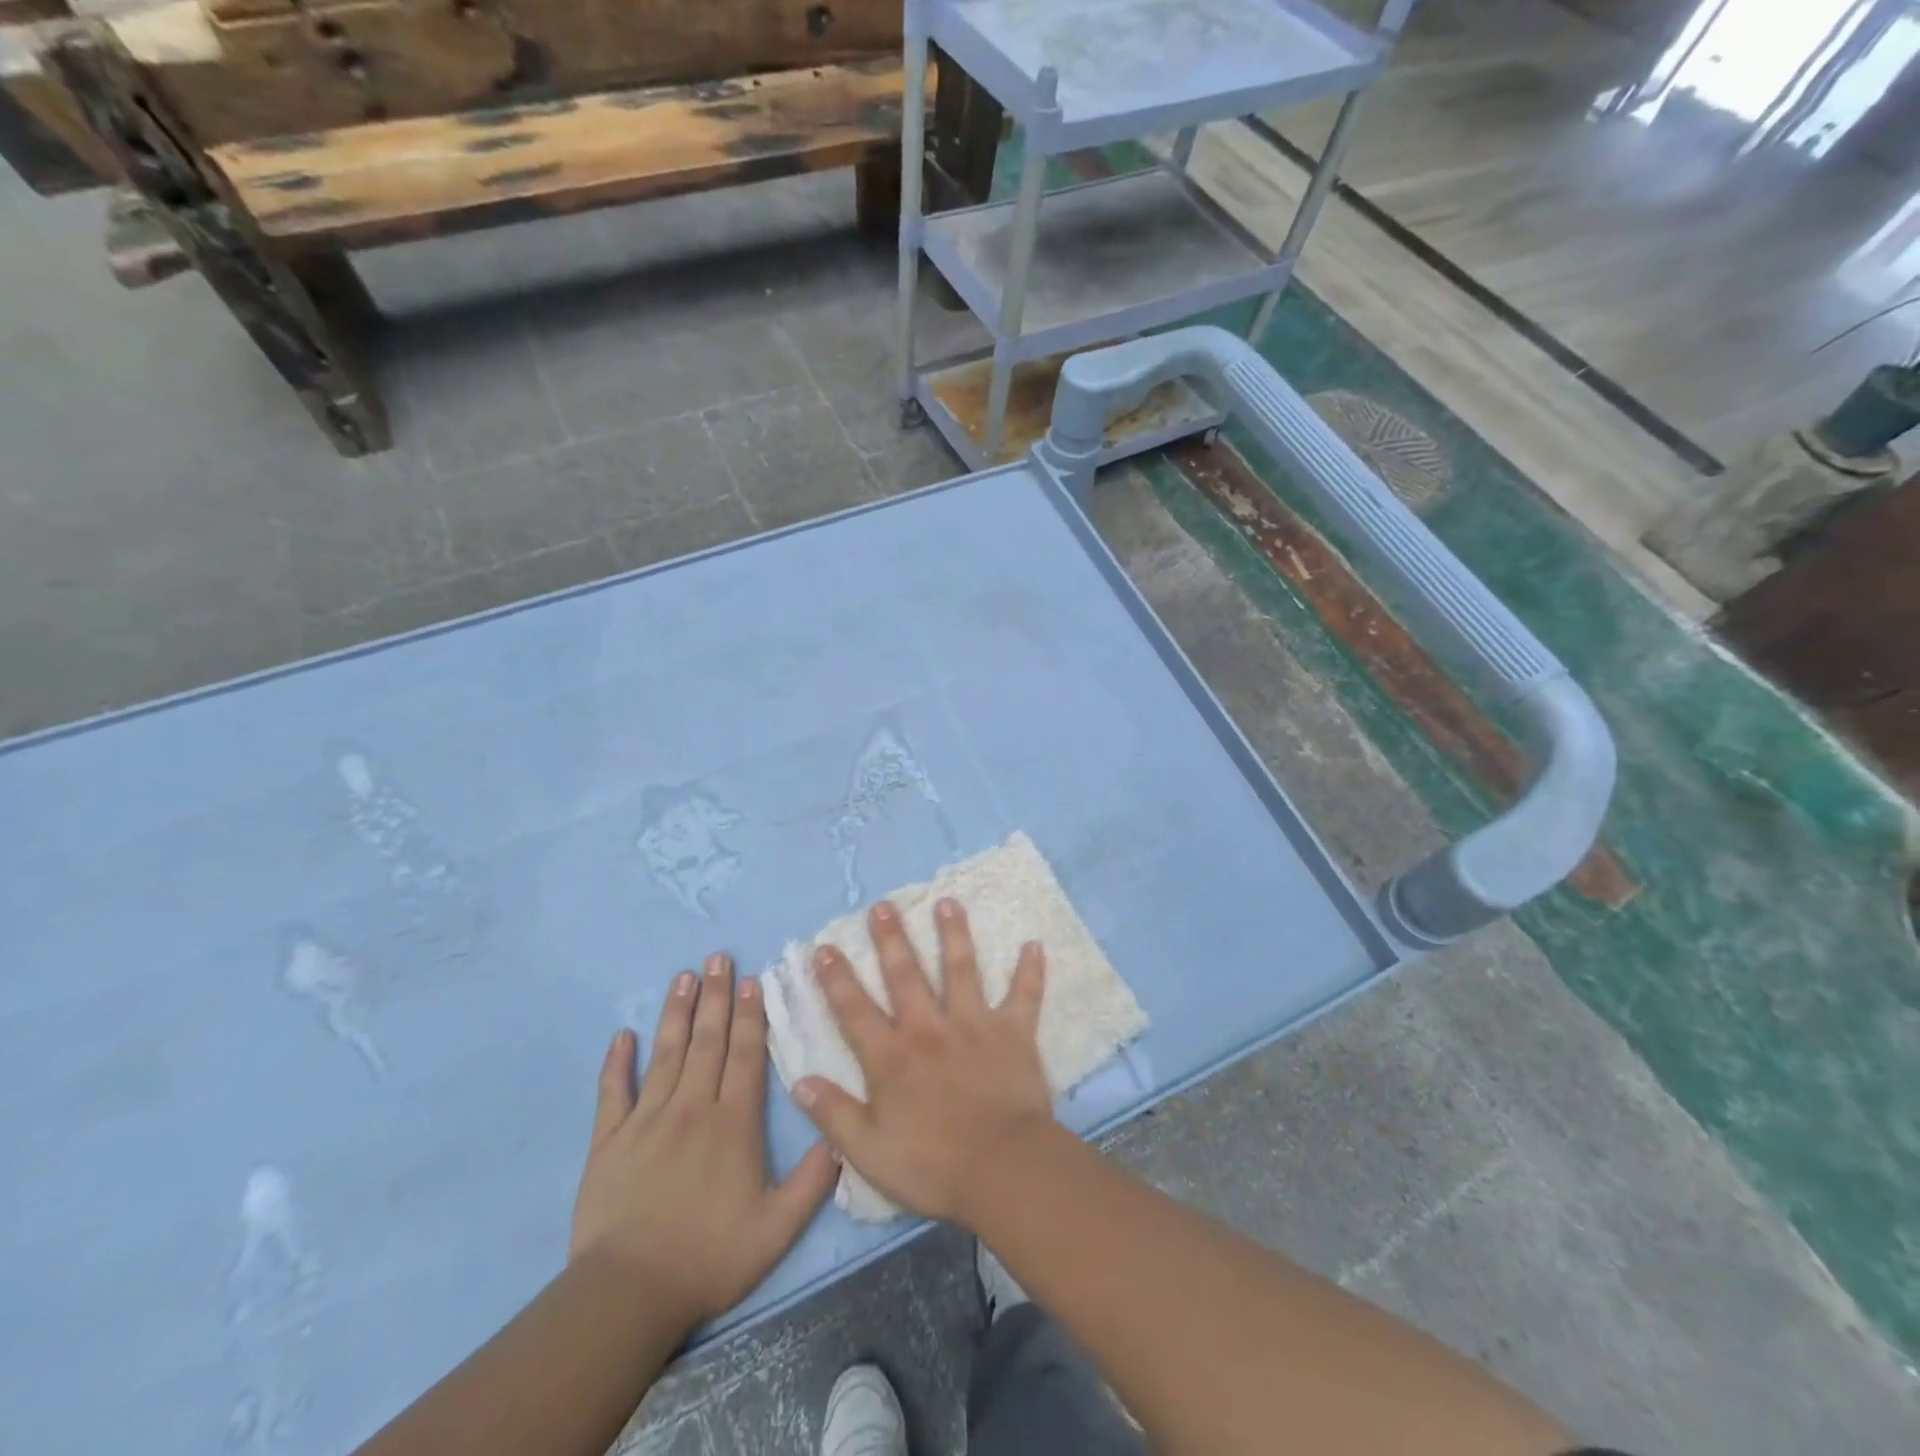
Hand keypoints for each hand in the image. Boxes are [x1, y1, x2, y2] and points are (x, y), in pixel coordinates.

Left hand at [570, 954, 837, 1327]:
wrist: (628, 1294)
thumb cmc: (709, 1258)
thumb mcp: (777, 1228)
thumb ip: (814, 1180)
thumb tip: (842, 1135)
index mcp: (733, 1123)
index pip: (744, 1055)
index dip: (749, 1015)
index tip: (751, 980)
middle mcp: (692, 1108)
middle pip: (707, 1041)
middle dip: (716, 996)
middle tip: (718, 958)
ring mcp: (647, 1120)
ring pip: (666, 1054)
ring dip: (676, 1013)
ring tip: (683, 977)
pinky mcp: (609, 1141)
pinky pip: (613, 1092)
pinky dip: (616, 1062)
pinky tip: (621, 1035)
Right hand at [793, 898, 1053, 1226]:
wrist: (1002, 1169)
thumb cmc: (933, 1165)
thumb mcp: (869, 1152)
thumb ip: (834, 1115)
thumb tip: (800, 1081)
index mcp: (892, 1057)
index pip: (855, 1010)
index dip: (837, 978)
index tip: (825, 946)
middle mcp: (929, 1029)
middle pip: (905, 975)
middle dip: (891, 938)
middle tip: (883, 905)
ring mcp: (973, 1025)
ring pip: (961, 969)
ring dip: (954, 934)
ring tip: (948, 902)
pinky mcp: (1012, 1032)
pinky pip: (1024, 996)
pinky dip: (1030, 971)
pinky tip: (1034, 944)